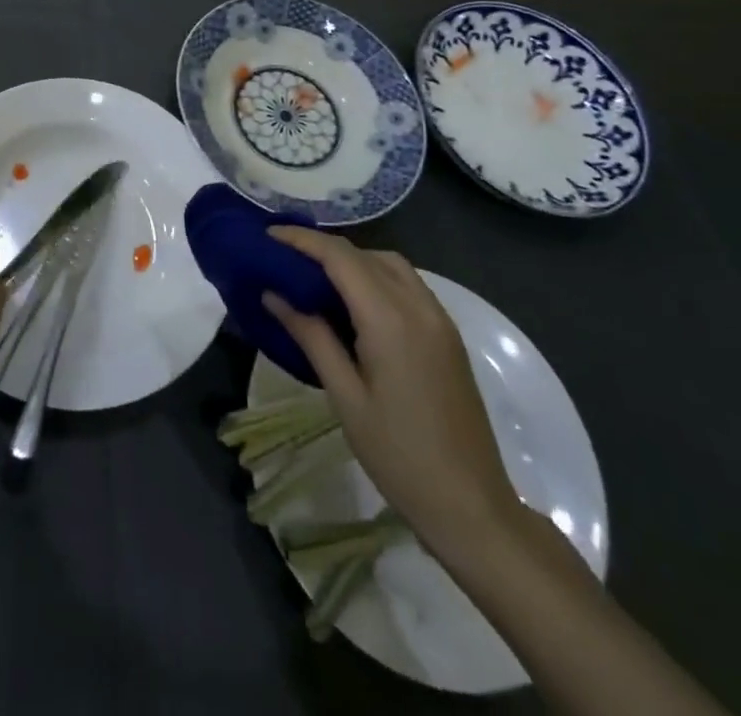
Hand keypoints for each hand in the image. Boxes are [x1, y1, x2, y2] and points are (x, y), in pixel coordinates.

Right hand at [264, 226, 521, 548]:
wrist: (472, 506)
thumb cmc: (399, 456)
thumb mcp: (345, 398)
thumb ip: (312, 337)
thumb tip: (274, 295)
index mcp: (390, 320)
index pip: (340, 257)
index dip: (303, 240)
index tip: (268, 235)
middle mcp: (419, 307)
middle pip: (366, 254)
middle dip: (324, 247)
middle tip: (285, 257)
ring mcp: (439, 320)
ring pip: (391, 265)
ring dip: (353, 259)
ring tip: (316, 275)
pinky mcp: (448, 335)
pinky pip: (408, 285)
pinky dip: (376, 276)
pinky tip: (354, 301)